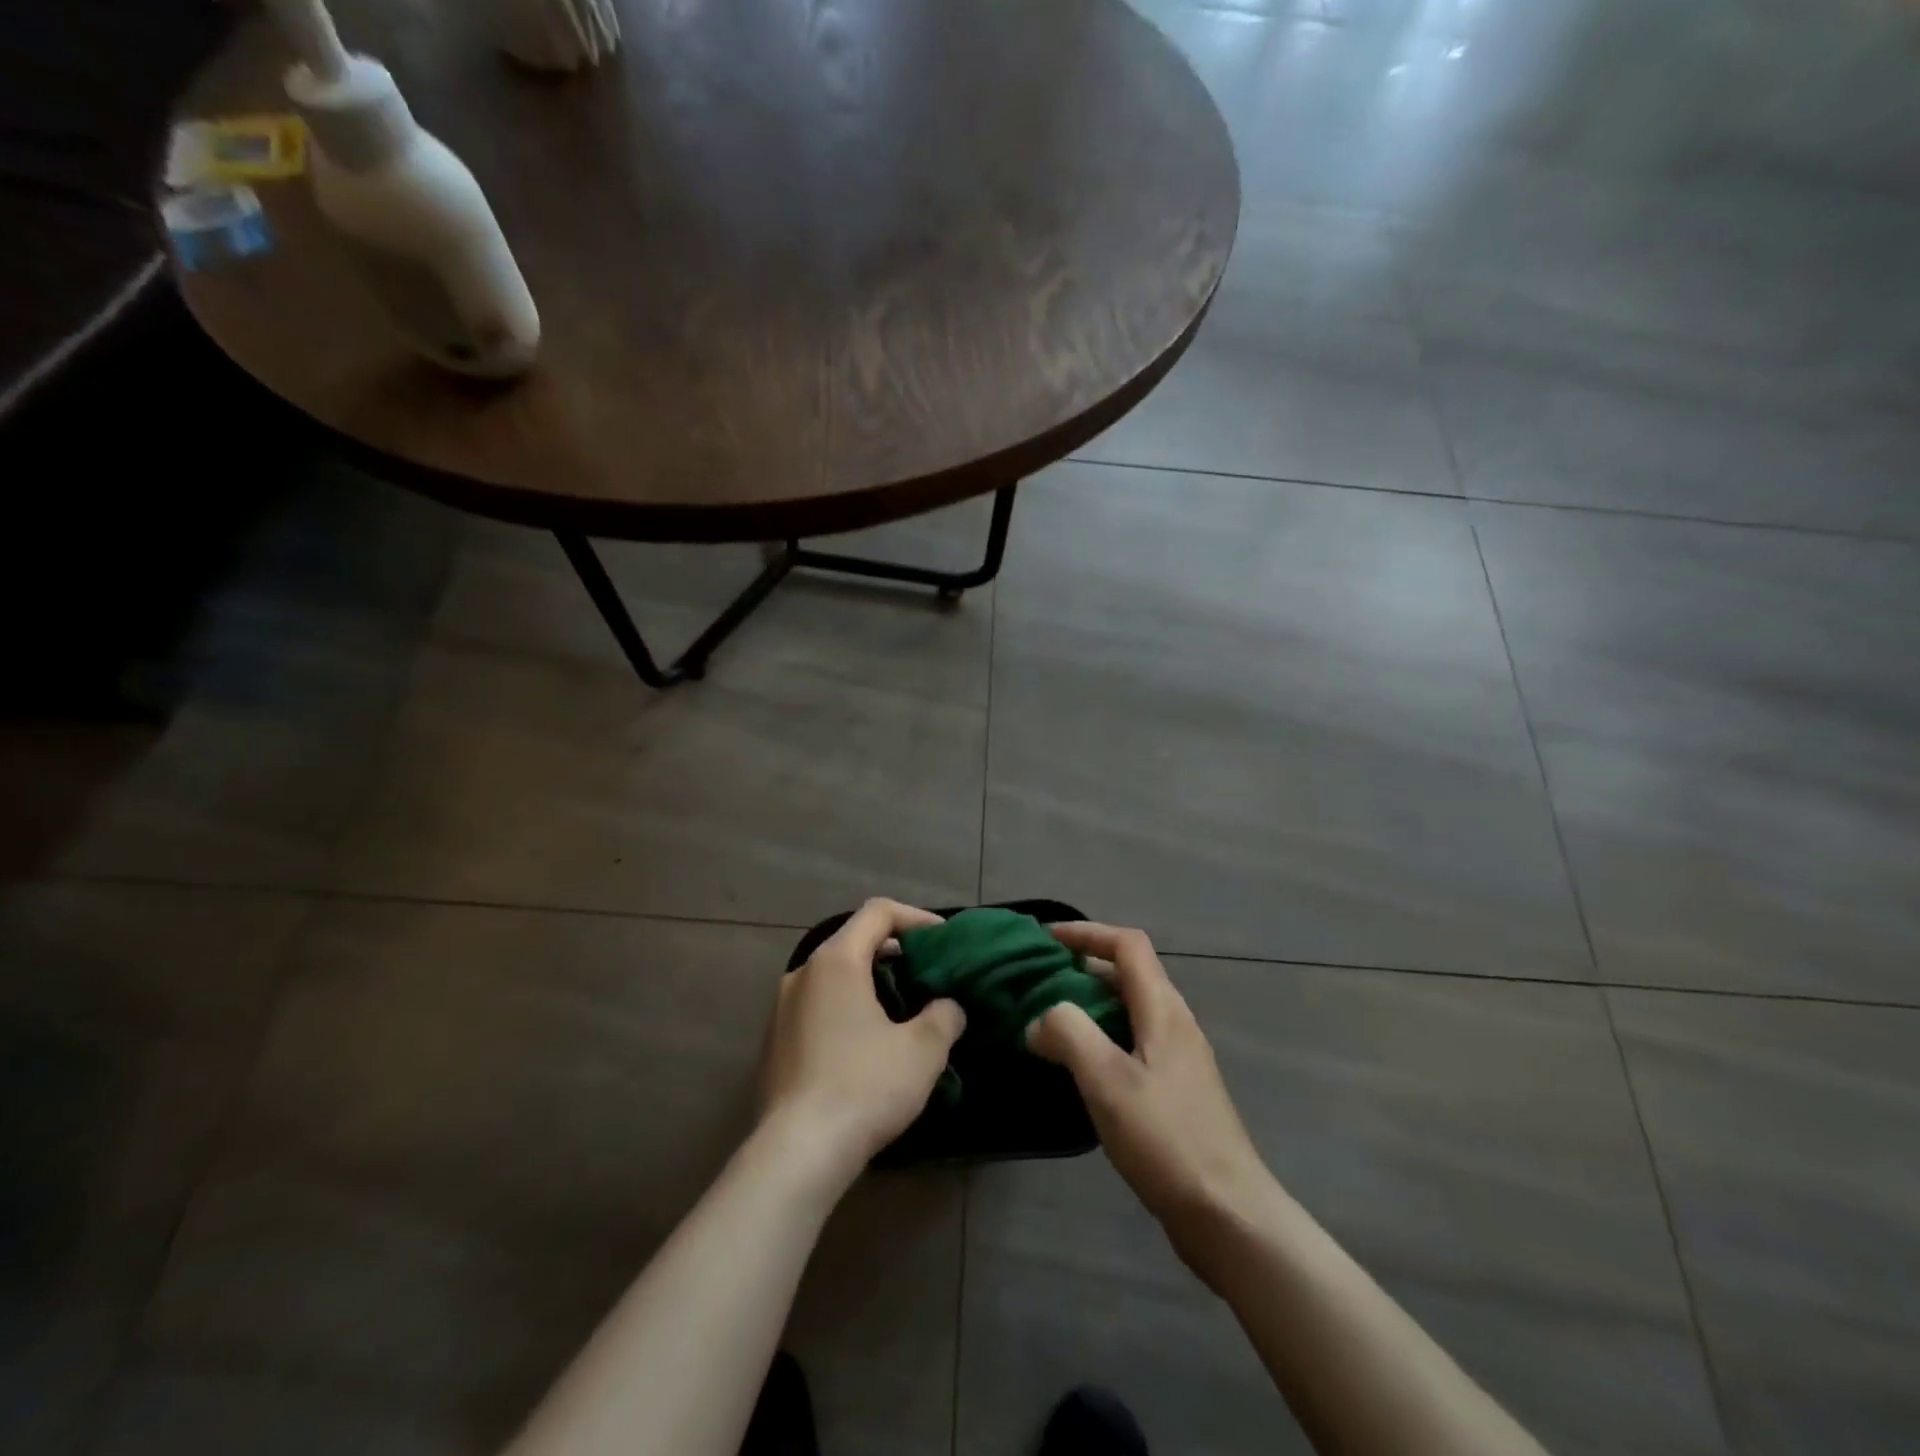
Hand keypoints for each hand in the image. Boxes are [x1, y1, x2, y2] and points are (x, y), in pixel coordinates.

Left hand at [759, 898, 966, 1184]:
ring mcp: (782, 1008)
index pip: (878, 912)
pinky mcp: (774, 1042)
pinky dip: (846, 1008)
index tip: (944, 941)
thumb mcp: (923, 1050)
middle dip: (895, 951)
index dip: (916, 918)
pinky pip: (817, 1006)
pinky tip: (867, 1045)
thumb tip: (948, 1006)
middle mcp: (802, 973)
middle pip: (853, 940)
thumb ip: (945, 1015)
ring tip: (903, 1011)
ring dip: (870, 982)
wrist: (797, 1153)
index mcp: (836, 961)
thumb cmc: (864, 1087)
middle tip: (928, 975)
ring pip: (834, 975)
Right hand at [1027, 923, 1275, 1286]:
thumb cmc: (1166, 1138)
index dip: (1086, 932)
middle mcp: (1175, 1023)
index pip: (1127, 945)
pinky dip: (1102, 1038)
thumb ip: (1069, 1033)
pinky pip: (1133, 1043)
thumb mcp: (1107, 1079)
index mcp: (1163, 1009)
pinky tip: (1079, 1069)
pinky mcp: (1176, 1091)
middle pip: (1128, 973)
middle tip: (1038, 980)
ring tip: (1049, 1021)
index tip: (1045, 939)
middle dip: (1083, 967)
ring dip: (1090, 1004)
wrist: (1228, 1215)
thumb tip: (1040, 1020)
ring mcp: (1180, 1059)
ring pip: (1129, 1010)